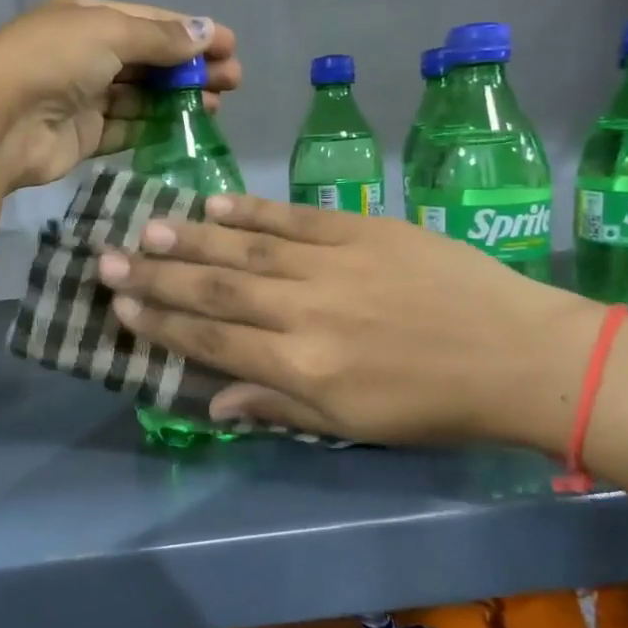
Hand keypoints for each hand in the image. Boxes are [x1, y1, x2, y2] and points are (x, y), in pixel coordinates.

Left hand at [0, 0, 240, 191]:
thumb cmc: (52, 60)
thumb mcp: (109, 32)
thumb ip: (159, 37)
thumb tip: (207, 31)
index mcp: (87, 18)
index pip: (149, 21)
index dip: (191, 32)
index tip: (231, 47)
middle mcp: (85, 54)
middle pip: (149, 60)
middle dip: (191, 67)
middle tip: (233, 81)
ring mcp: (83, 97)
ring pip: (141, 96)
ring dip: (178, 99)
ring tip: (217, 105)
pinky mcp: (83, 136)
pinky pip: (127, 129)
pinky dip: (155, 128)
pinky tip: (186, 129)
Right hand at [97, 194, 604, 449]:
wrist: (520, 355)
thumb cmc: (433, 404)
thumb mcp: (352, 423)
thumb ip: (277, 404)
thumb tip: (213, 399)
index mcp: (300, 366)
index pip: (212, 339)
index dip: (161, 323)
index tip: (121, 307)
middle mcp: (303, 311)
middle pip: (214, 289)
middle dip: (155, 276)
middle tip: (106, 260)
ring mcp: (332, 263)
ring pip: (244, 248)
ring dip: (190, 239)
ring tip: (146, 228)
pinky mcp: (361, 229)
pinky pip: (293, 217)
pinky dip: (250, 210)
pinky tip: (213, 204)